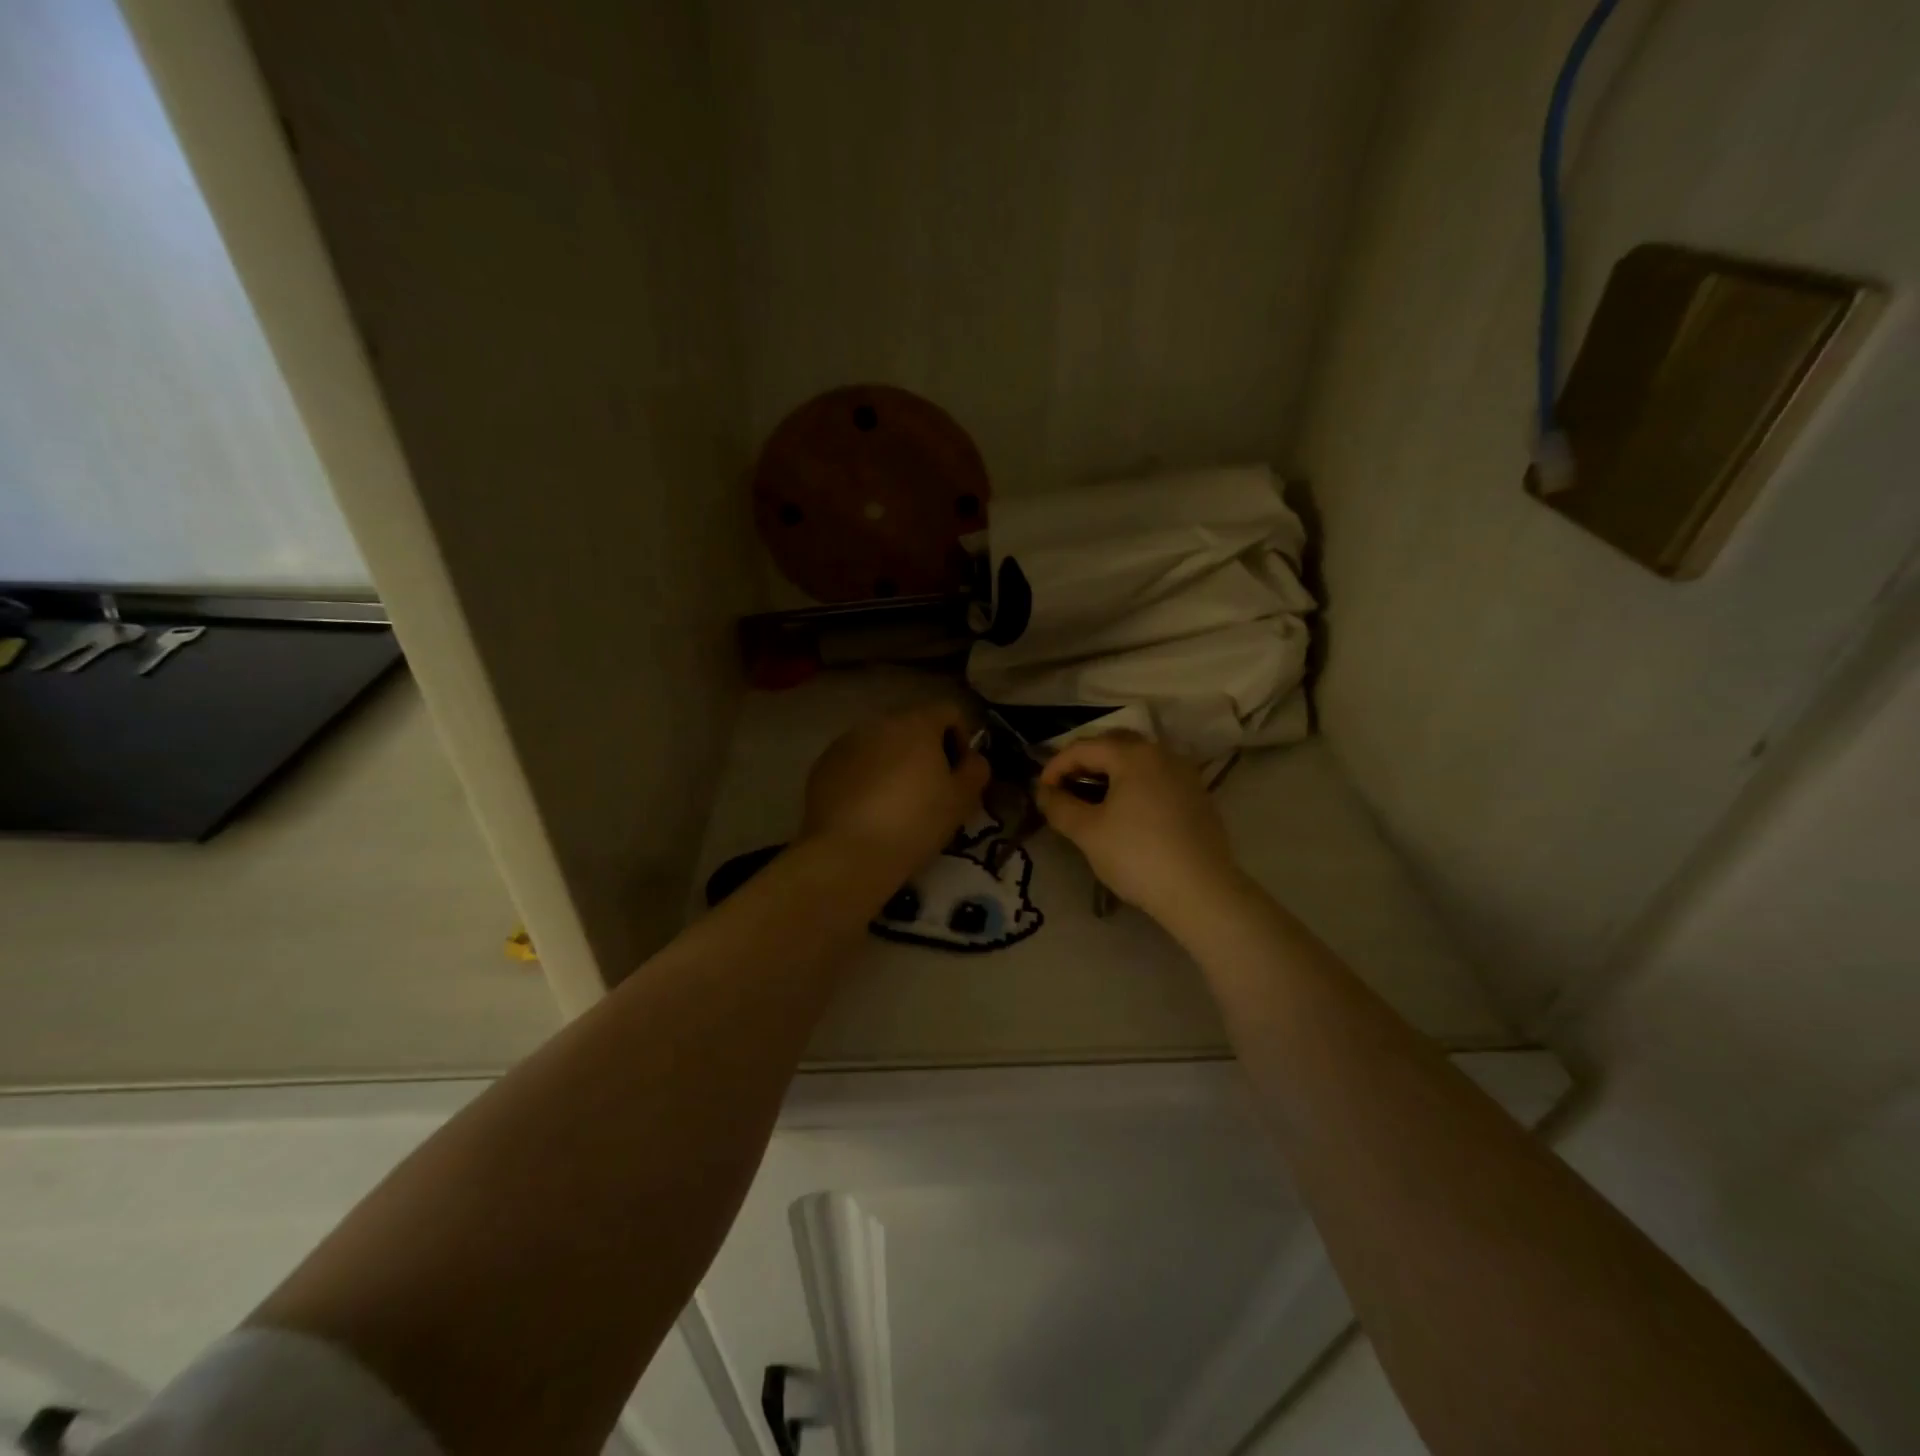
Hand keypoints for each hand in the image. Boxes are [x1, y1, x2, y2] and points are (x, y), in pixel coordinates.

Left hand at [802, 702, 989, 876]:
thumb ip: (975, 770)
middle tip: (931, 791)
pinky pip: (854, 763)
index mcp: (916, 723)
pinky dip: (865, 777)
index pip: (949, 712)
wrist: (849, 853)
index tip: (960, 773)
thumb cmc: (916, 822)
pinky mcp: (822, 766)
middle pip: (912, 727)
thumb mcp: (961, 800)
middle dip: (925, 752)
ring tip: (896, 804)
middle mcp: (878, 723)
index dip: (962, 739)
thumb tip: (972, 759)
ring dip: (893, 764)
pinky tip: (868, 811)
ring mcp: (845, 743)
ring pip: (880, 745)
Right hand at [1036, 733, 1239, 923]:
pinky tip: (1125, 811)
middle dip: (1084, 762)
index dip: (1055, 766)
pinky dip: (1134, 783)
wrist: (1202, 892)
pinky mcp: (1197, 794)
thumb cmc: (1138, 857)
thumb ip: (1059, 806)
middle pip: (1113, 744)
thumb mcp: (1088, 832)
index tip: (1041, 792)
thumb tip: (1044, 792)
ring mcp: (1184, 773)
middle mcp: (1161, 753)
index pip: (1083, 748)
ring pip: (1137, 759)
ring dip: (1110, 772)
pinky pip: (1156, 776)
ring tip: (1091, 800)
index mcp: (1133, 755)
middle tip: (1065, 789)